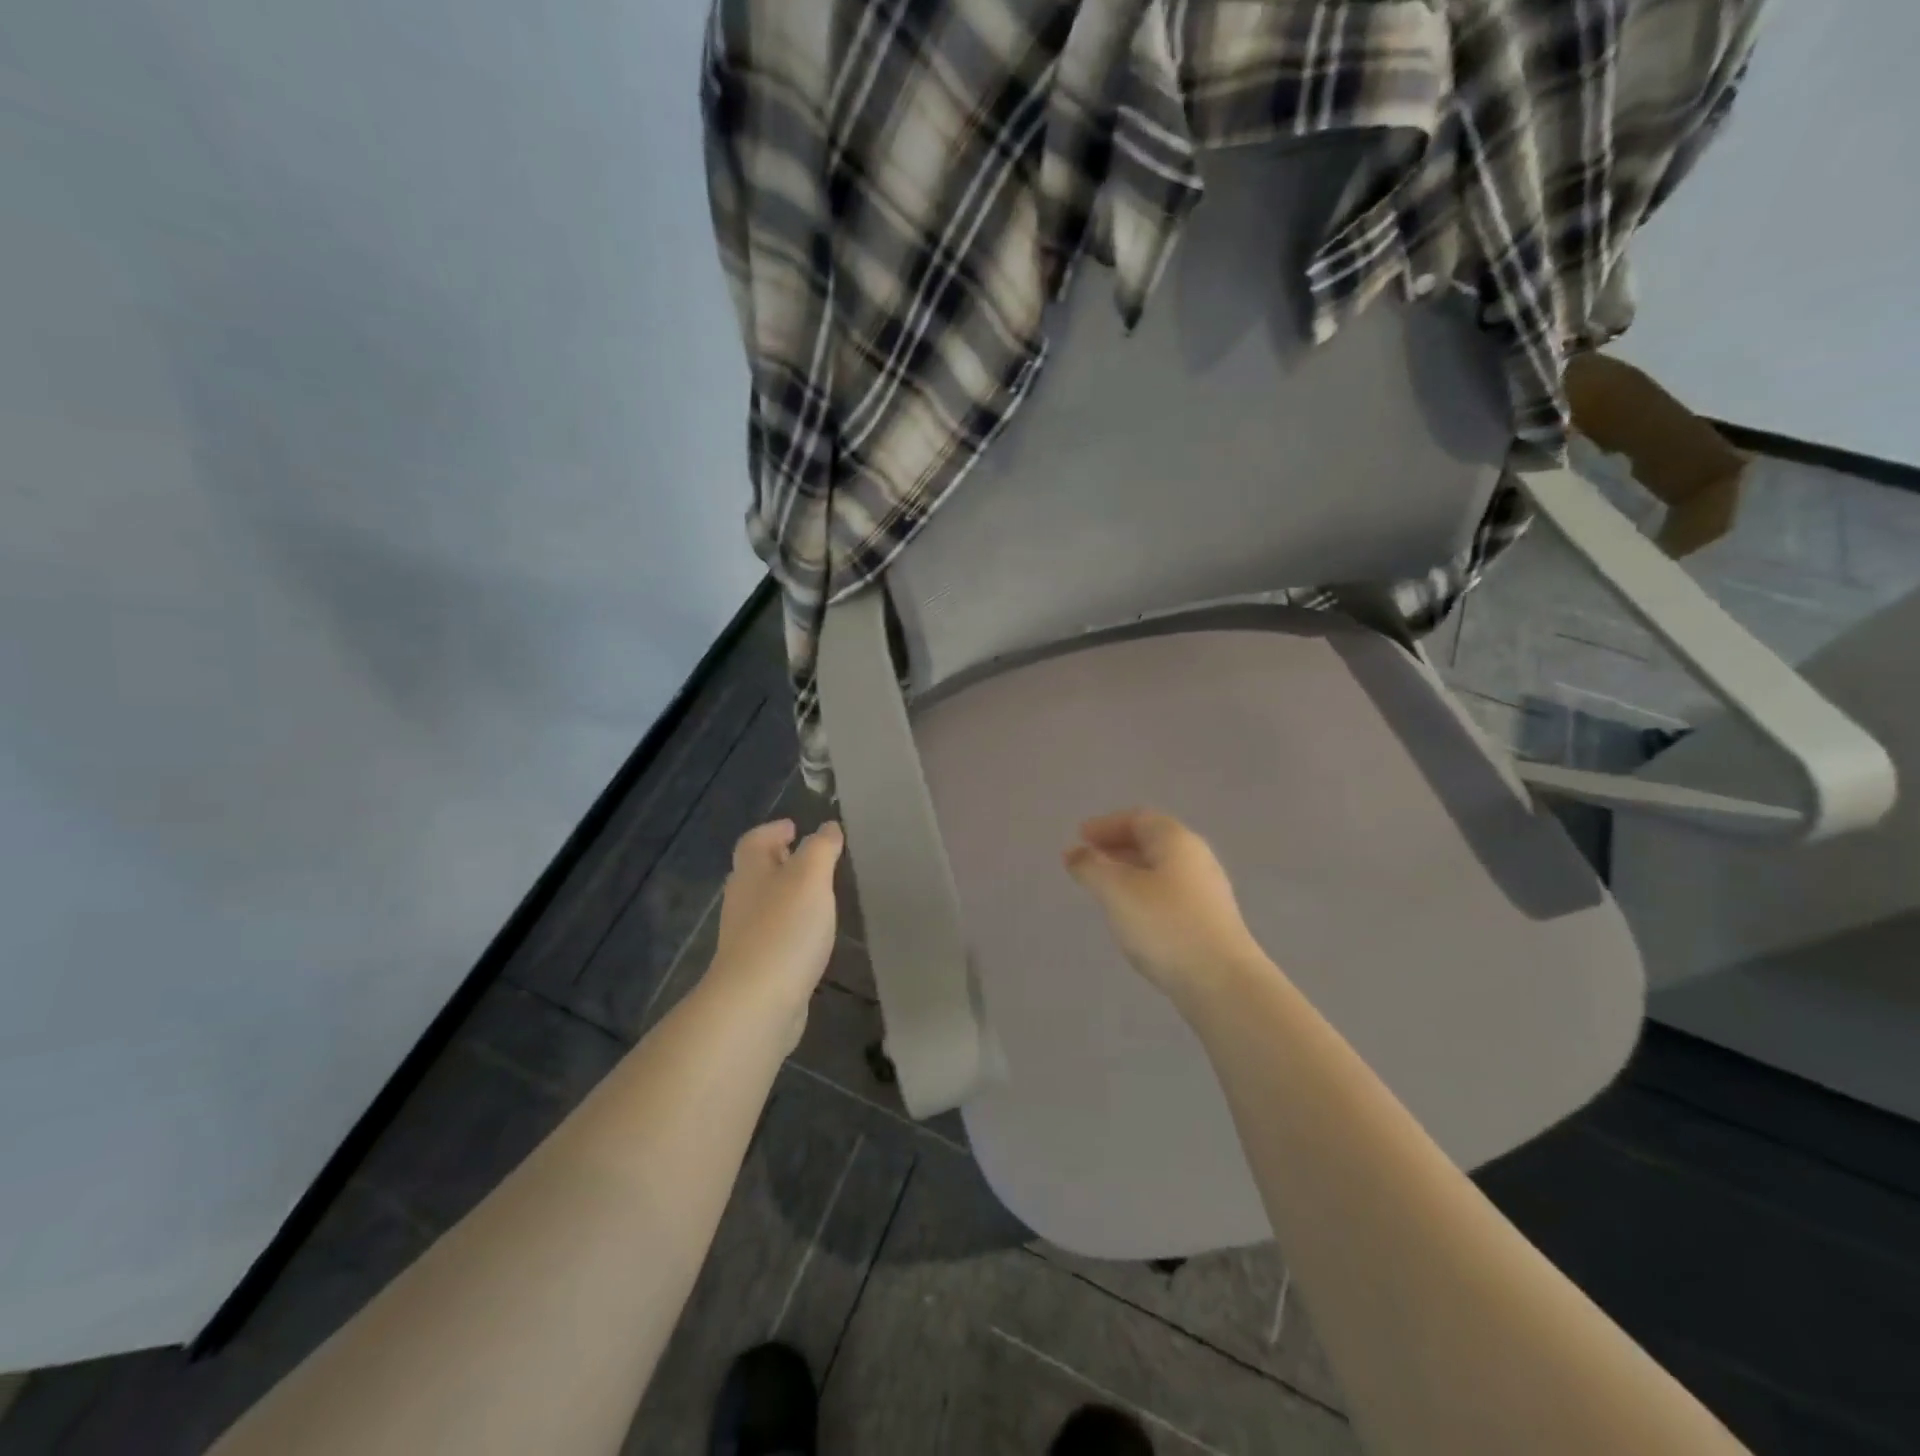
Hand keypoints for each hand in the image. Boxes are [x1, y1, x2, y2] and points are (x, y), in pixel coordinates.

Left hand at [707, 818, 843, 1038]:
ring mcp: (746, 936)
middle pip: (757, 871)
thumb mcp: (811, 877)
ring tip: (818, 894)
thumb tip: (828, 827)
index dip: (773, 830)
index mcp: (751, 872)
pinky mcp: (757, 966)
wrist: (757, 1002)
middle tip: (811, 857)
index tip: (795, 827)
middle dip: (781, 860)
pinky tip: (811, 935)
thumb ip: (821, 848)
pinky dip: (791, 926)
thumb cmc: (785, 929)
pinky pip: (774, 934)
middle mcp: (742, 900)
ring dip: (787, 894)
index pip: (755, 840)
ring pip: (766, 903)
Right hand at [1064, 809, 1269, 1002]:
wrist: (1223, 983)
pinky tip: (1132, 916)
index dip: (1106, 825)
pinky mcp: (1210, 921)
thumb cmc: (1165, 925)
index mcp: (1176, 840)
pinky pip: (1170, 894)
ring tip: (1103, 888)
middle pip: (1152, 842)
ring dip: (1129, 872)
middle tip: (1087, 861)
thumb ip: (1090, 866)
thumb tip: (1074, 852)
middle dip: (1117, 847)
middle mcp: (1196, 858)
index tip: (1079, 837)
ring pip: (1161, 870)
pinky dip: (1144, 894)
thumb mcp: (1116, 891)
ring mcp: (1207, 891)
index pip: (1138, 818)